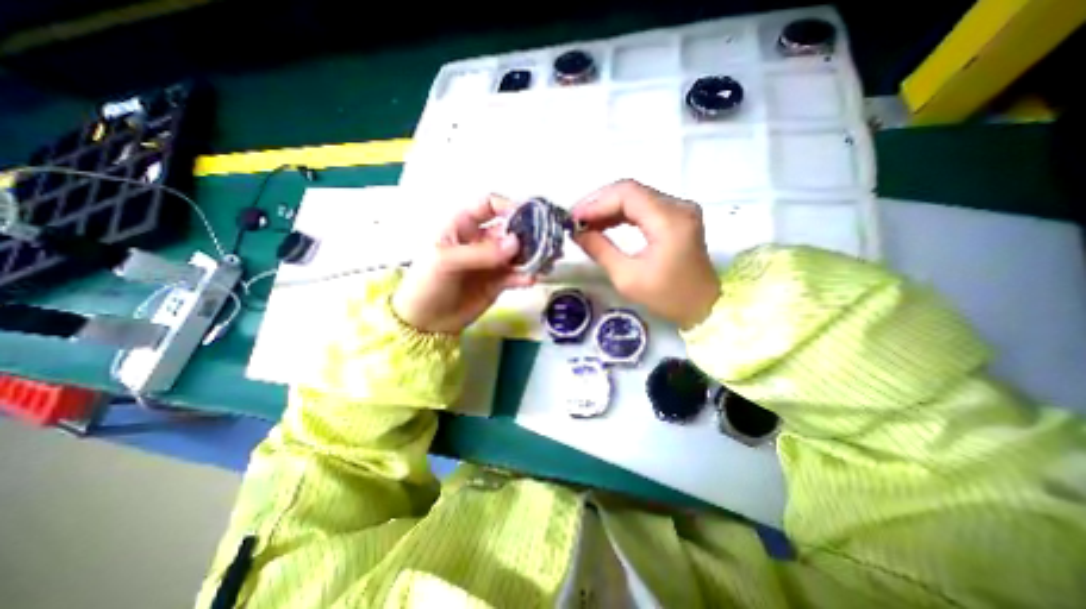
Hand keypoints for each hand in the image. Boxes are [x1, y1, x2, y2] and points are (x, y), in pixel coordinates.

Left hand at [394, 195, 537, 333]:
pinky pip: (516, 275)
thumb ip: (481, 252)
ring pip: (517, 252)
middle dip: (528, 233)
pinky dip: (525, 276)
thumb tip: (516, 243)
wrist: (425, 322)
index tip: (527, 215)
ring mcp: (491, 262)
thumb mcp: (447, 261)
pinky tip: (530, 279)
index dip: (507, 206)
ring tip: (545, 261)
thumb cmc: (428, 283)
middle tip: (546, 241)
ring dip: (532, 255)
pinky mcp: (498, 282)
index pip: (488, 205)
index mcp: (463, 226)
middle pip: (510, 229)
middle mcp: (480, 240)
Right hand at [568, 181, 719, 330]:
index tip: (573, 218)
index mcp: (669, 220)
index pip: (627, 194)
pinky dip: (622, 214)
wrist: (704, 307)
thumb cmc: (667, 297)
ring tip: (585, 224)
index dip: (596, 202)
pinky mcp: (677, 218)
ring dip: (608, 208)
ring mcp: (680, 210)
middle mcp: (677, 206)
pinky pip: (644, 208)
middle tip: (576, 220)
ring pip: (636, 197)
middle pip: (631, 191)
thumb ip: (600, 250)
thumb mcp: (627, 278)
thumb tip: (577, 233)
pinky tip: (604, 225)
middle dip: (599, 203)